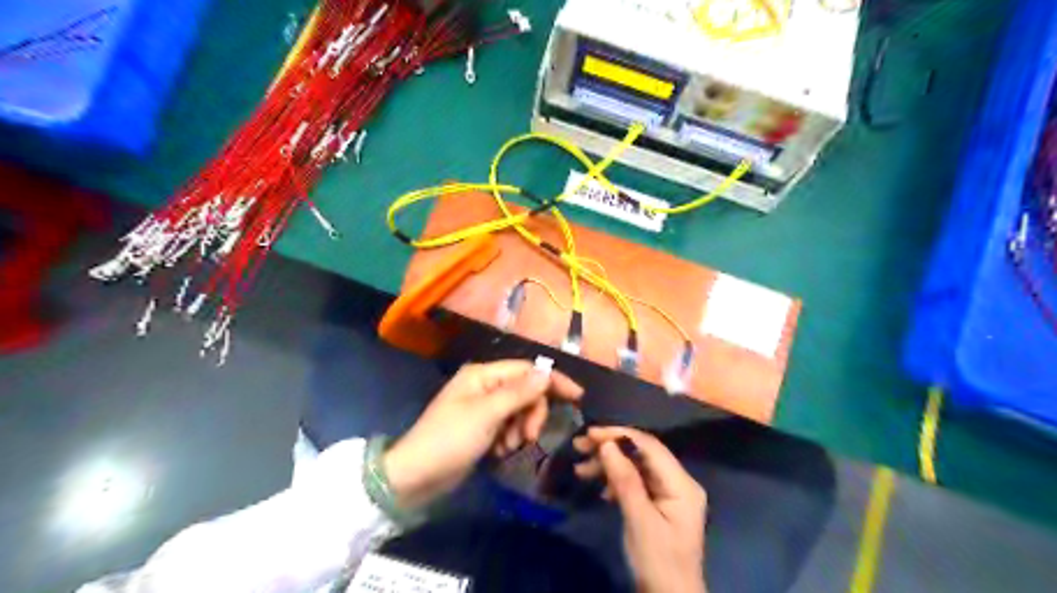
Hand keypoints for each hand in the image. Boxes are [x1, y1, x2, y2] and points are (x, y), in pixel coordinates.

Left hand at [384, 362, 580, 508]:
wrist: (415, 477)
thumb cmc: (450, 439)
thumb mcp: (487, 414)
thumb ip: (519, 392)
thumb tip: (547, 372)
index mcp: (483, 374)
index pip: (527, 369)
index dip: (552, 380)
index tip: (578, 396)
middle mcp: (484, 386)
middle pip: (525, 391)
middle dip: (532, 413)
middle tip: (528, 437)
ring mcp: (482, 407)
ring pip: (519, 410)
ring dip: (521, 428)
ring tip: (509, 447)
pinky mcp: (481, 428)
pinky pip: (508, 426)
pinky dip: (511, 438)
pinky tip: (501, 452)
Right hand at [574, 426, 704, 592]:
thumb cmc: (658, 562)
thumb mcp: (640, 521)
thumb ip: (625, 480)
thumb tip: (608, 444)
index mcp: (682, 484)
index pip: (650, 446)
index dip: (619, 435)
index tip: (590, 434)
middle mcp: (678, 482)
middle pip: (642, 454)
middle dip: (611, 448)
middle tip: (579, 447)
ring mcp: (669, 494)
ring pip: (636, 467)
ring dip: (609, 465)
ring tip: (580, 469)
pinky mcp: (658, 504)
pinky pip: (636, 482)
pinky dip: (616, 481)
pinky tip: (599, 488)